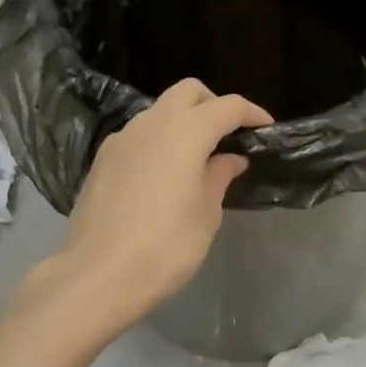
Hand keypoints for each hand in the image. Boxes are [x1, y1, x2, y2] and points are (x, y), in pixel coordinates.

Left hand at [37, 79, 272, 324]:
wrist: (99, 274)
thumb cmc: (166, 245)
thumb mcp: (206, 213)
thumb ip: (219, 176)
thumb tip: (229, 158)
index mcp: (185, 131)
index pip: (227, 106)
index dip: (251, 113)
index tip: (266, 128)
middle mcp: (151, 123)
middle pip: (188, 92)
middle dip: (214, 105)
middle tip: (229, 137)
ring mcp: (121, 138)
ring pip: (159, 111)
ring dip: (183, 123)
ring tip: (197, 160)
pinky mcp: (102, 159)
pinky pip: (138, 136)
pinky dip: (158, 142)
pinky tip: (164, 175)